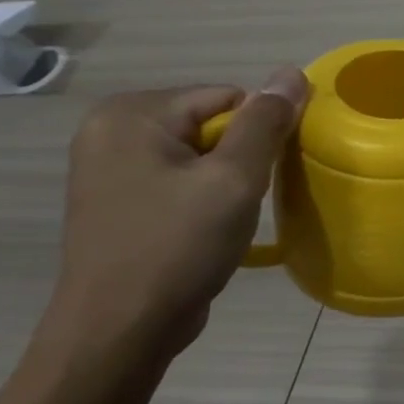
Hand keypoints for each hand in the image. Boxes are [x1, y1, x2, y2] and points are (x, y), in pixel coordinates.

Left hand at [40, 67, 309, 374]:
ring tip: (227, 217)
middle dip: (242, 156)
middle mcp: (111, 131)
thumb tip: (292, 72)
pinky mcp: (119, 200)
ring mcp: (110, 167)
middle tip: (243, 198)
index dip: (260, 132)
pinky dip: (205, 196)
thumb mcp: (234, 179)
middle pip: (213, 122)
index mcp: (132, 115)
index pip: (229, 97)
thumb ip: (266, 122)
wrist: (120, 331)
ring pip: (201, 152)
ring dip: (227, 179)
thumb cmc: (177, 246)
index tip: (264, 174)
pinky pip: (181, 178)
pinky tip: (207, 229)